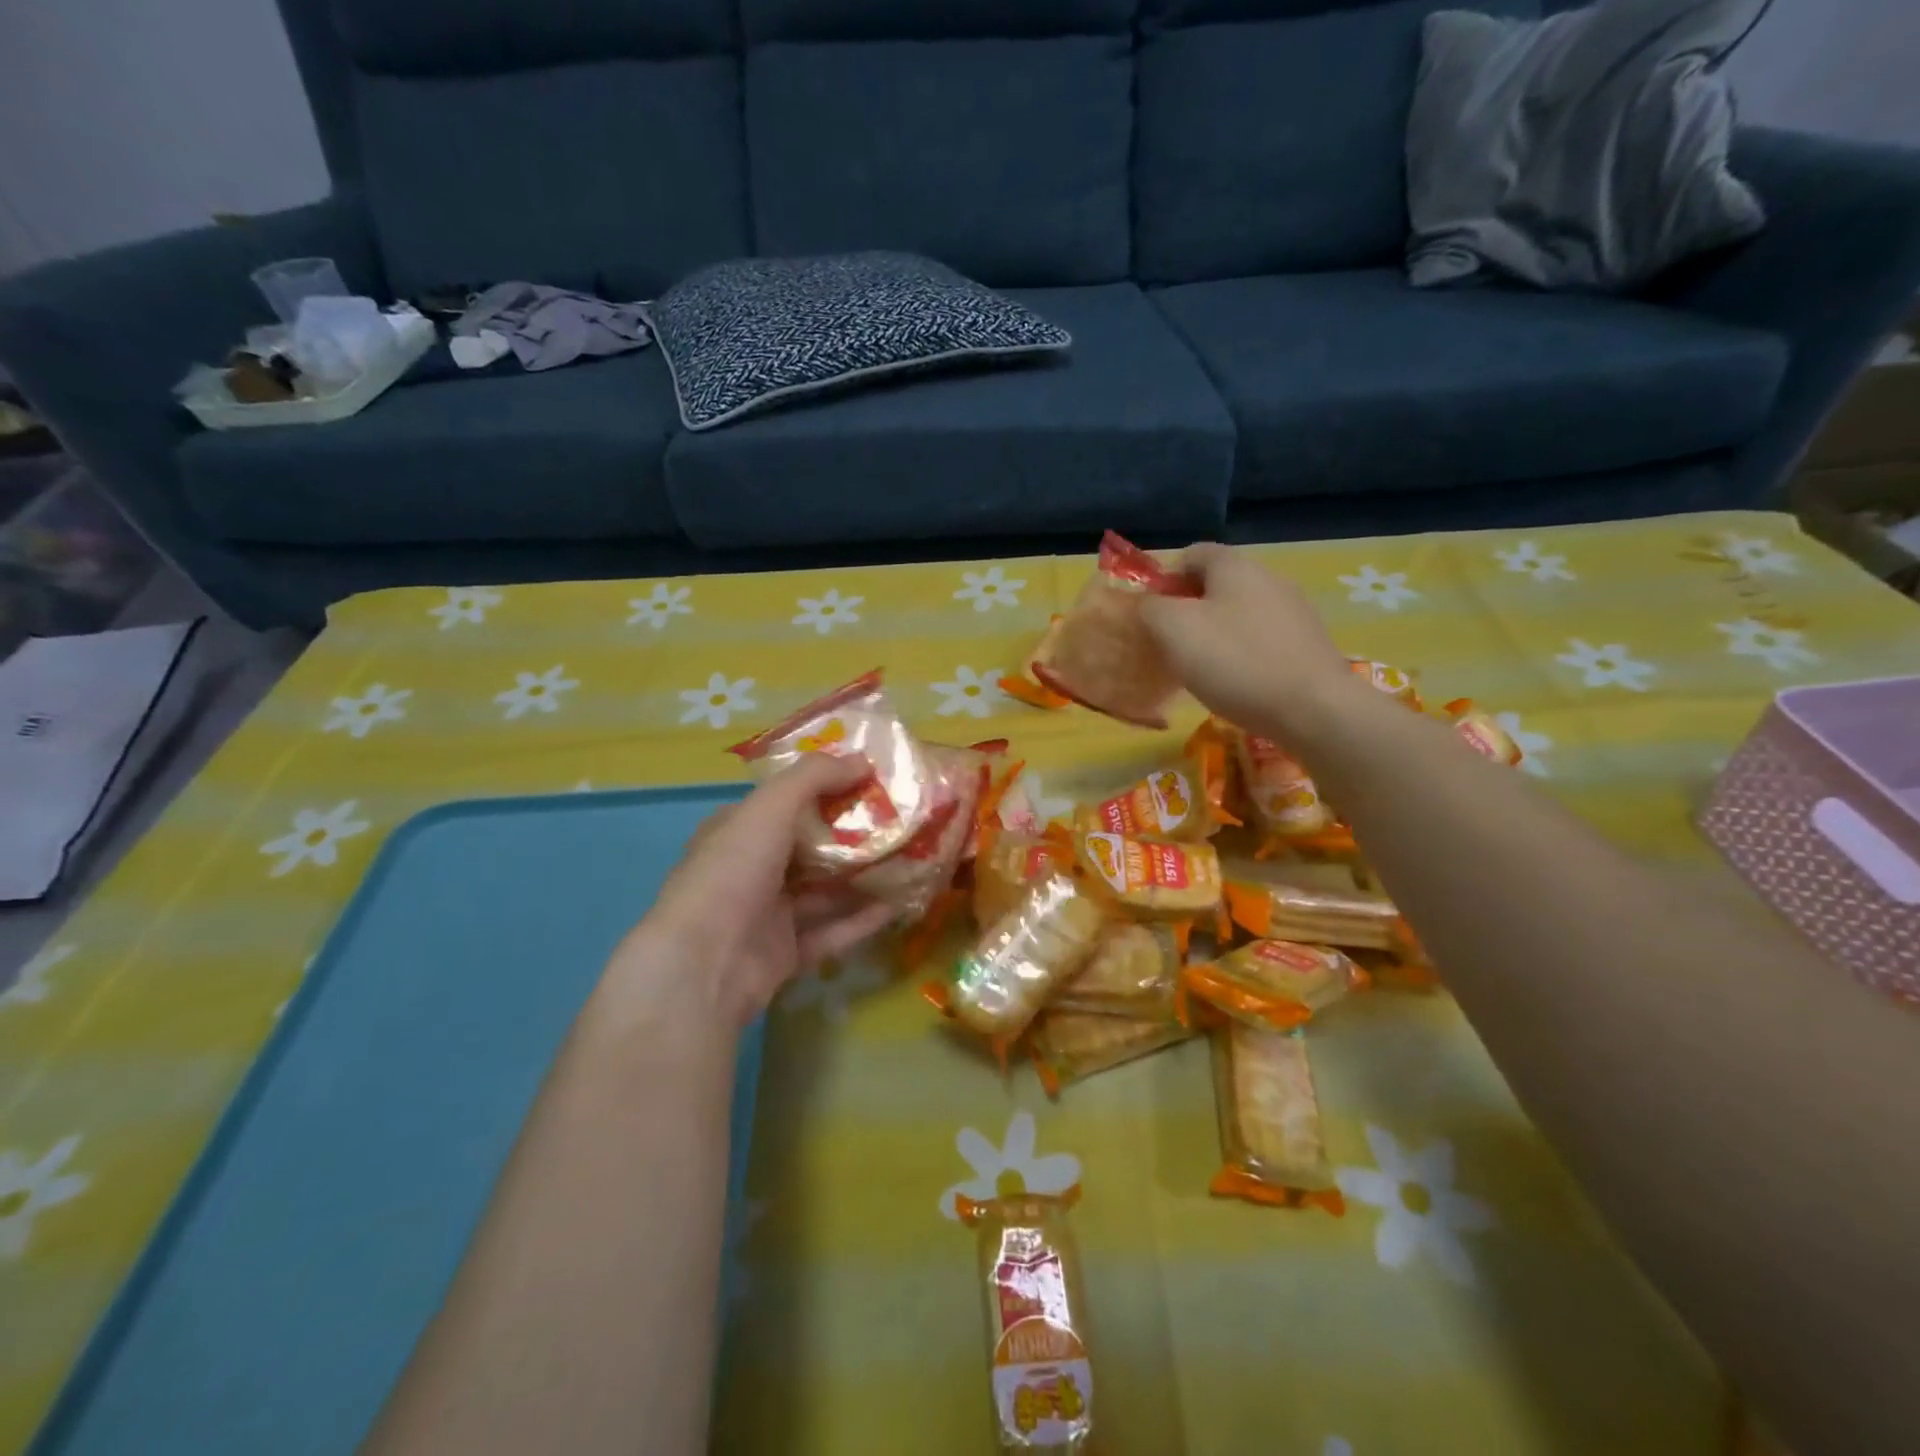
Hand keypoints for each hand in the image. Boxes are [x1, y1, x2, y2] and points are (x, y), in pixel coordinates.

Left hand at [607, 754, 896, 1033]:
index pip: (785, 803)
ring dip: (863, 879)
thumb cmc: (733, 871)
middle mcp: (750, 870)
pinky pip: (830, 932)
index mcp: (737, 831)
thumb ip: (814, 777)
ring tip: (909, 863)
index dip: (825, 790)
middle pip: (810, 848)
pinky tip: (896, 906)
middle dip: (853, 837)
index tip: (870, 783)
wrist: (704, 964)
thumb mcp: (770, 807)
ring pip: (824, 892)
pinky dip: (861, 920)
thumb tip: (863, 760)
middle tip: (900, 824)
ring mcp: (767, 915)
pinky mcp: (785, 954)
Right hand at [1140, 543, 1361, 741]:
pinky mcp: (1308, 643)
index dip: (1164, 579)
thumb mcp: (1173, 630)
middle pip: (1217, 584)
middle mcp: (1269, 577)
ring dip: (1215, 633)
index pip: (1191, 554)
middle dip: (1188, 609)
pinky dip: (1243, 653)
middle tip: (1169, 645)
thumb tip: (1146, 603)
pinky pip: (1263, 639)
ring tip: (1201, 669)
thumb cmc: (1235, 661)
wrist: (1313, 709)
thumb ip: (1150, 608)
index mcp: (1234, 566)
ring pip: (1240, 613)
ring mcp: (1294, 610)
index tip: (1150, 614)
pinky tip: (1237, 683)